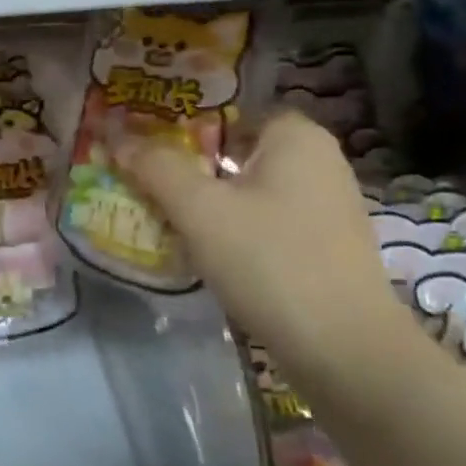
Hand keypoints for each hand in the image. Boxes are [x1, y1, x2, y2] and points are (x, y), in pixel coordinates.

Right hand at [110, 111, 399, 366]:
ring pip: (251, 191)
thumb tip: (118, 138)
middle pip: (238, 152)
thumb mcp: (200, 210)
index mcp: (296, 138)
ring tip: (166, 218)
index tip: (149, 147)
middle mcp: (319, 163)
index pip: (232, 112)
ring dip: (211, 202)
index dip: (186, 126)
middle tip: (146, 182)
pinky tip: (208, 254)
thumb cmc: (270, 261)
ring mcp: (328, 208)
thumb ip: (156, 168)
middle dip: (192, 167)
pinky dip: (237, 231)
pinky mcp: (327, 249)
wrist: (346, 352)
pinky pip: (268, 223)